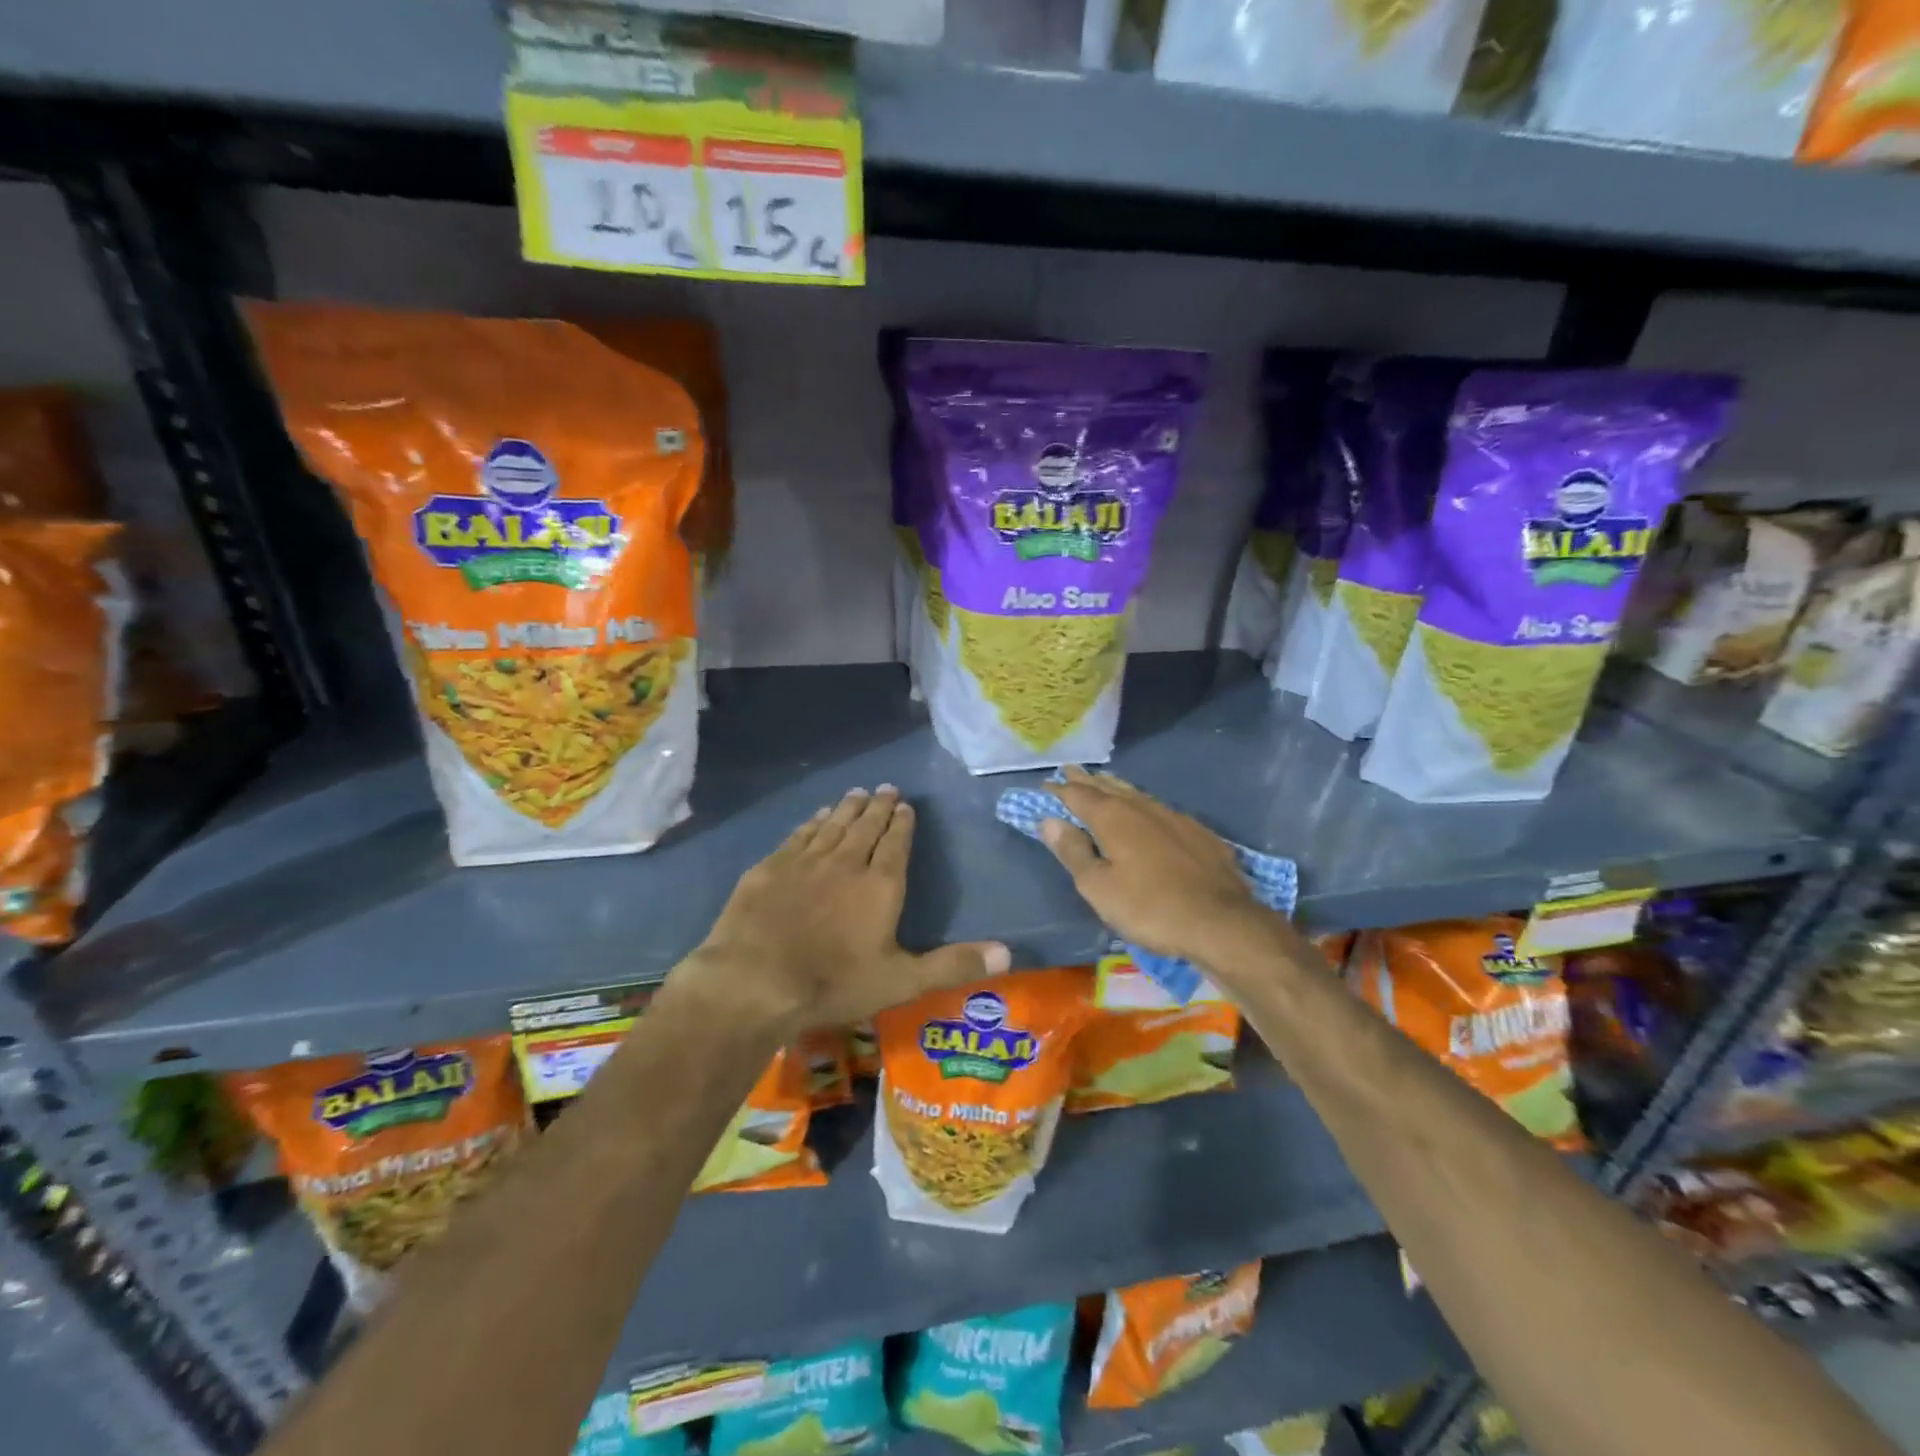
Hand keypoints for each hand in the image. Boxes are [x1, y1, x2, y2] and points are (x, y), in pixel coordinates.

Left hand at [679, 786, 1008, 1036]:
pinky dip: (813, 822)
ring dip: (847, 807)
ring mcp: (805, 861)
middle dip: (878, 806)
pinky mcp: (771, 867)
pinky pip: (800, 835)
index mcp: (880, 885)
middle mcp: (846, 862)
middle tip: (886, 788)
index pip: (896, 843)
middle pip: (866, 826)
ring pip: (833, 825)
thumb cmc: (833, 983)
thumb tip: (1009, 953)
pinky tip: (817, 816)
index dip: (902, 823)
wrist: (754, 981)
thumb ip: (953, 964)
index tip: (906, 806)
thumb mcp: (901, 981)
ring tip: (858, 792)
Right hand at [1038, 767, 1273, 970]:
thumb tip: (1050, 821)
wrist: (1221, 921)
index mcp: (1113, 817)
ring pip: (1136, 795)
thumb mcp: (1099, 887)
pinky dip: (1143, 806)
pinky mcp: (1198, 833)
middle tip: (1070, 771)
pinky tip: (1148, 813)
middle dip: (1087, 780)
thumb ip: (1073, 851)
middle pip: (1108, 788)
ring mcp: (1174, 817)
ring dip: (1116, 788)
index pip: (1078, 795)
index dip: (1059, 789)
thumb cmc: (1149, 907)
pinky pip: (1161, 810)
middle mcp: (1142, 807)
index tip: (1045, 785)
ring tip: (1103, 782)